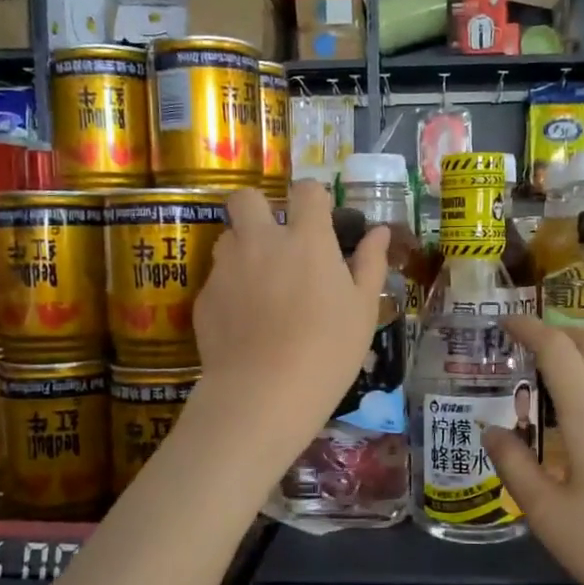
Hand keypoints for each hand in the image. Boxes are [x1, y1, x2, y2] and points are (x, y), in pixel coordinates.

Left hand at [193, 182, 389, 452]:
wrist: (264, 394)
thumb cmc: (328, 350)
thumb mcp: (363, 309)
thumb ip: (370, 263)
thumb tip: (378, 231)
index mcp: (306, 239)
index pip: (306, 190)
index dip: (313, 198)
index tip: (319, 218)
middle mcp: (260, 242)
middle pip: (245, 197)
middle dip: (258, 207)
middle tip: (275, 239)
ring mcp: (227, 268)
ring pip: (228, 237)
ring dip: (243, 249)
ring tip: (261, 285)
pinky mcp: (205, 297)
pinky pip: (217, 278)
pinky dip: (230, 290)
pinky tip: (245, 322)